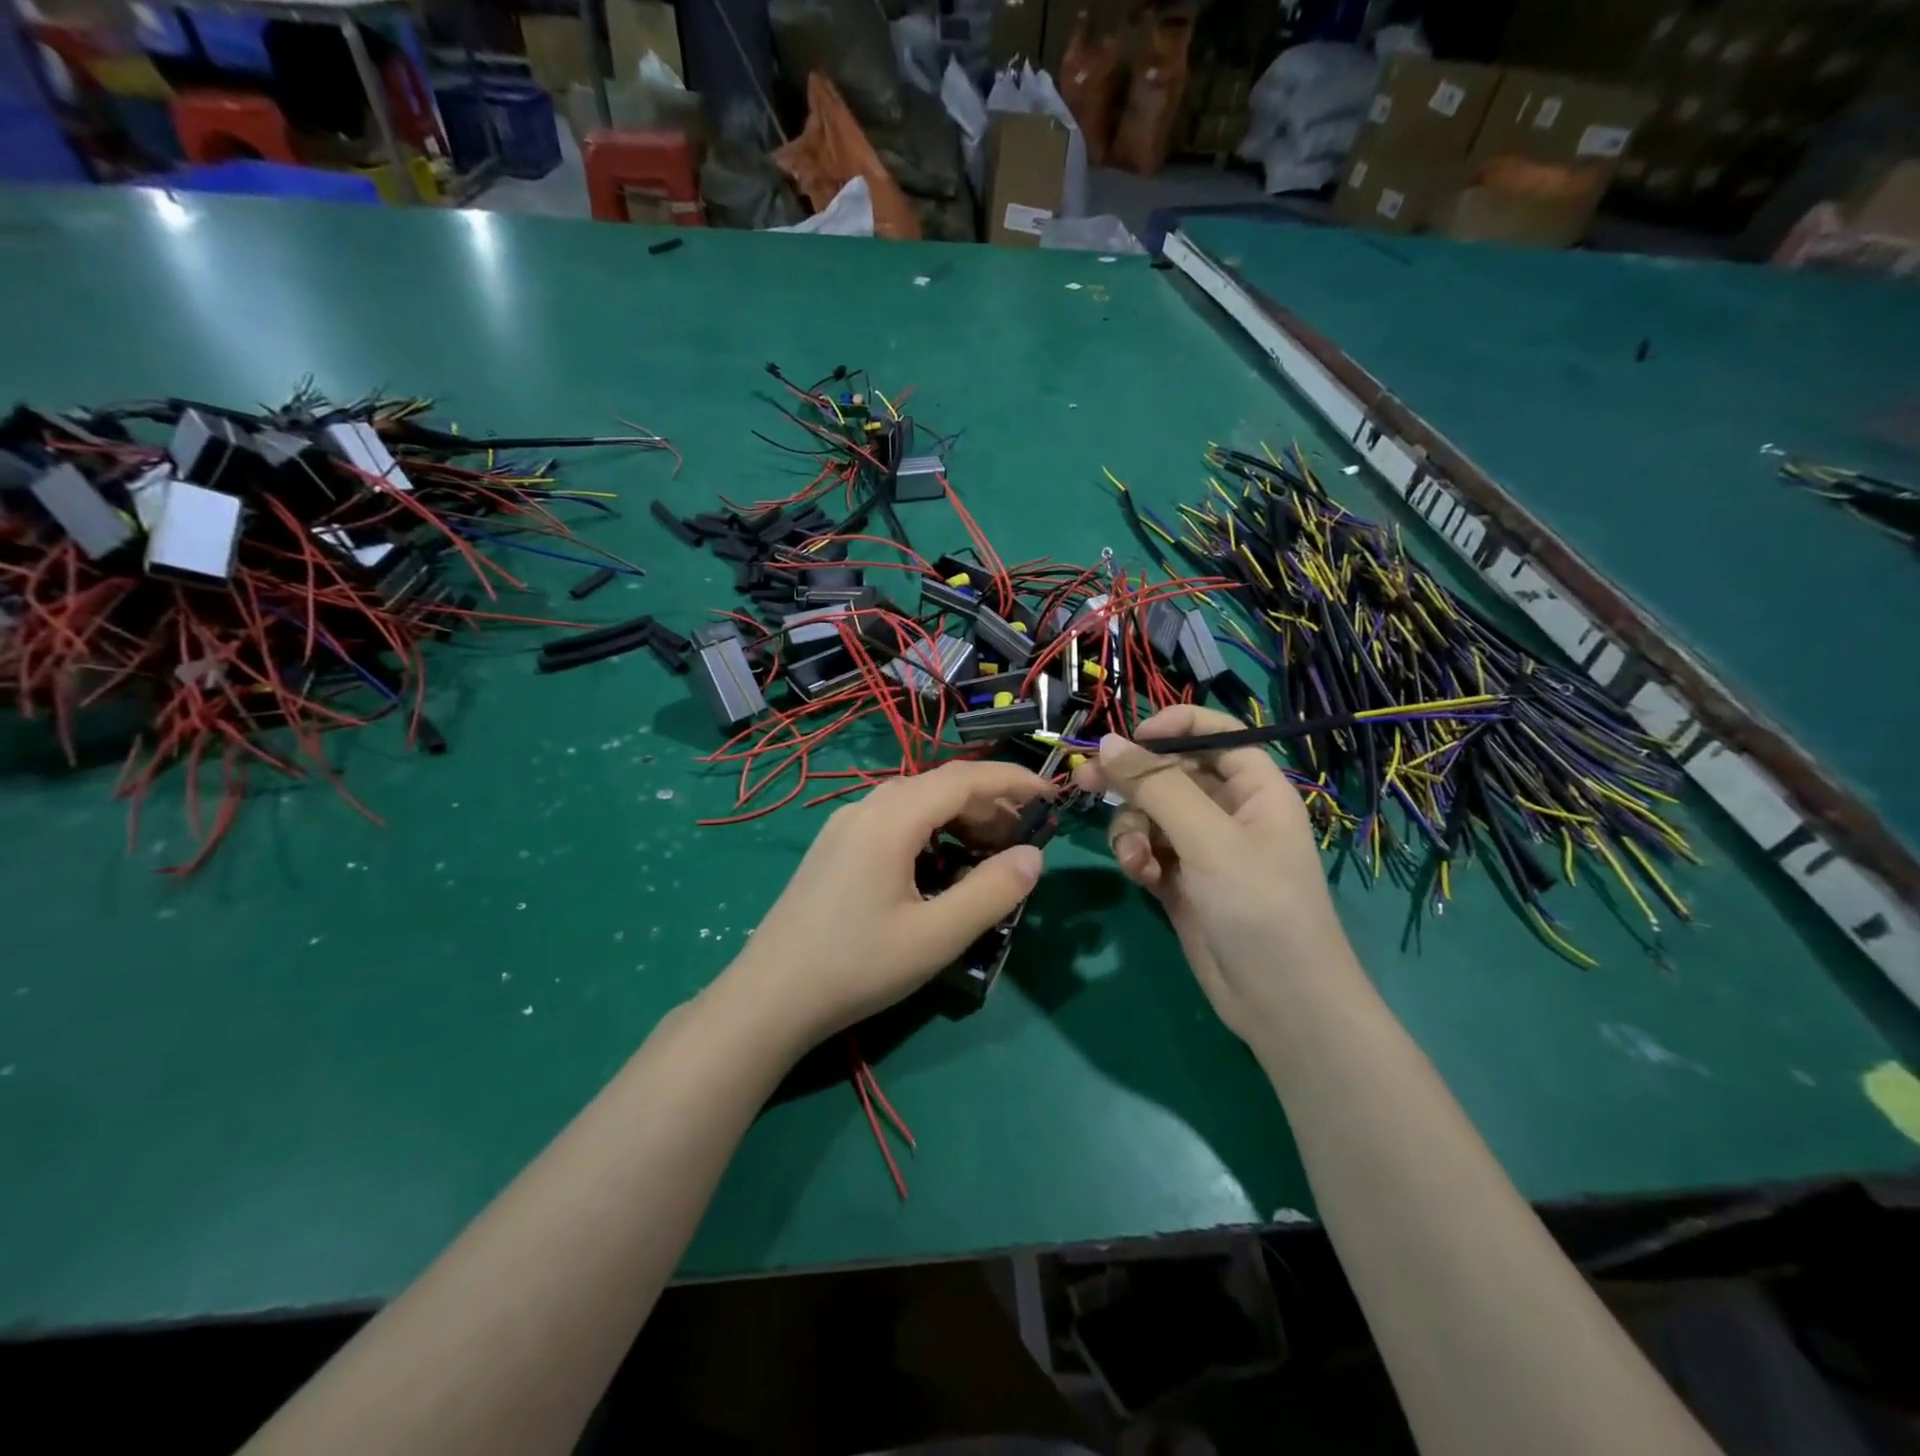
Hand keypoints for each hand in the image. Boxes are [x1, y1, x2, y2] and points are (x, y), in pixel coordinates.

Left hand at [723, 761, 1052, 1044]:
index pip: (964, 778)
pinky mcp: (834, 847)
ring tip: (988, 854)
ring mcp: (844, 826)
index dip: (1012, 781)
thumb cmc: (857, 966)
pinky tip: (939, 867)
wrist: (768, 998)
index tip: (1052, 795)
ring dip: (958, 817)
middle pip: (939, 785)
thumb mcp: (936, 936)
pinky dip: (930, 831)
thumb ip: (992, 891)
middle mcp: (865, 808)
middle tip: (1023, 841)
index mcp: (891, 818)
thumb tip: (1034, 856)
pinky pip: (893, 820)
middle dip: (988, 804)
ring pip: (915, 802)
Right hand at [1073, 705, 1358, 1040]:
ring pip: (1150, 813)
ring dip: (1133, 830)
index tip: (1129, 739)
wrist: (1279, 1003)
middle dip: (1133, 782)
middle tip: (1087, 783)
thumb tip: (1107, 742)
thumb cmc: (1259, 907)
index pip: (1215, 734)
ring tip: (1135, 858)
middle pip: (1171, 773)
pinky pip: (1147, 849)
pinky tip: (1141, 877)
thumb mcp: (1209, 840)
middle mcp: (1229, 811)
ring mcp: (1203, 847)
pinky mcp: (1181, 880)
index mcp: (1255, 788)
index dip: (1173, 728)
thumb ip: (1157, 787)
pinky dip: (1138, 858)